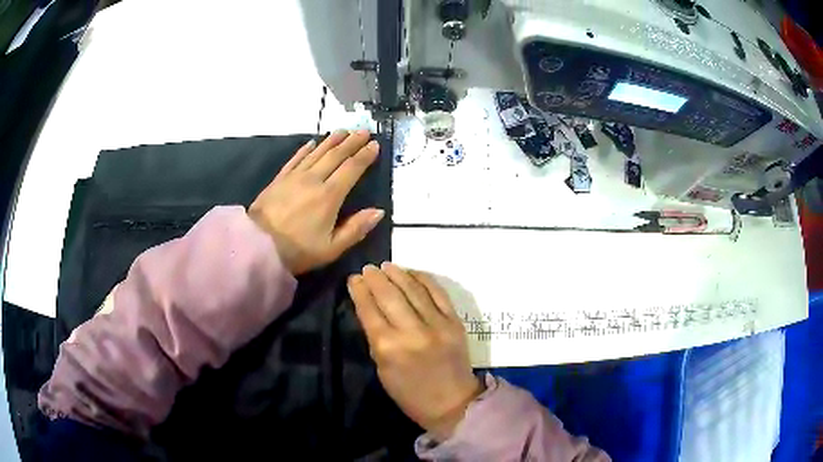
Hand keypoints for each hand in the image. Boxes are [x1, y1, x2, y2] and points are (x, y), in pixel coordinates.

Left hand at [249, 130, 383, 274]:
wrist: (257, 245)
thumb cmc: (297, 250)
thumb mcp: (331, 248)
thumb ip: (356, 229)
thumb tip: (378, 211)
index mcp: (329, 196)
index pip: (351, 169)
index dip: (364, 156)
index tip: (375, 145)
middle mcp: (314, 180)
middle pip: (336, 155)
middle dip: (352, 142)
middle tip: (364, 131)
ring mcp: (294, 177)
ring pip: (317, 152)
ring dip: (332, 140)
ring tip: (344, 130)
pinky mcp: (280, 179)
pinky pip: (296, 158)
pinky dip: (306, 149)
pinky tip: (312, 142)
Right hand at [347, 263, 481, 440]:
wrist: (452, 402)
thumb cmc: (410, 393)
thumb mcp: (382, 370)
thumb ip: (376, 338)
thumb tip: (370, 309)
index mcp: (388, 347)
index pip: (369, 310)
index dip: (359, 291)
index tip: (353, 278)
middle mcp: (412, 331)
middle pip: (389, 295)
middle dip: (375, 278)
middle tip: (367, 269)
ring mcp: (437, 324)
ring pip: (413, 289)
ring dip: (398, 274)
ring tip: (386, 265)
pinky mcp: (454, 321)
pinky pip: (438, 293)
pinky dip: (424, 279)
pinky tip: (412, 272)